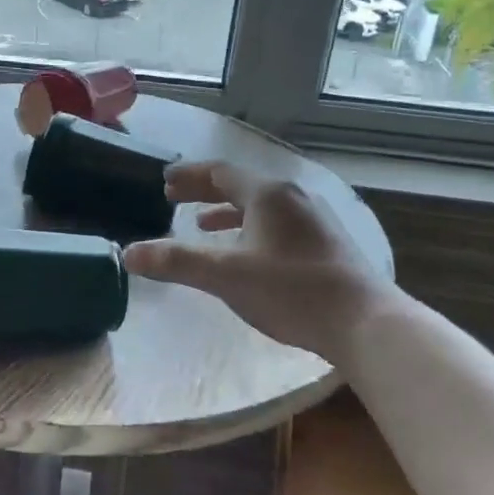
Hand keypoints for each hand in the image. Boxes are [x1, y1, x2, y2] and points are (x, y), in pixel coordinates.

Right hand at [122, 160, 394, 365]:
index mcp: (267, 194)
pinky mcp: (326, 243)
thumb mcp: (225, 275)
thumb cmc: (290, 290)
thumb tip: (129, 254)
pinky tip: (246, 253)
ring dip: (227, 212)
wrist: (364, 322)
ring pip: (260, 206)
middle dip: (204, 191)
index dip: (188, 175)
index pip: (220, 172)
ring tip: (203, 226)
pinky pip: (277, 223)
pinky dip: (250, 228)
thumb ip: (176, 261)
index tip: (164, 181)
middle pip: (240, 185)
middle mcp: (292, 197)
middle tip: (175, 198)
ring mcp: (314, 219)